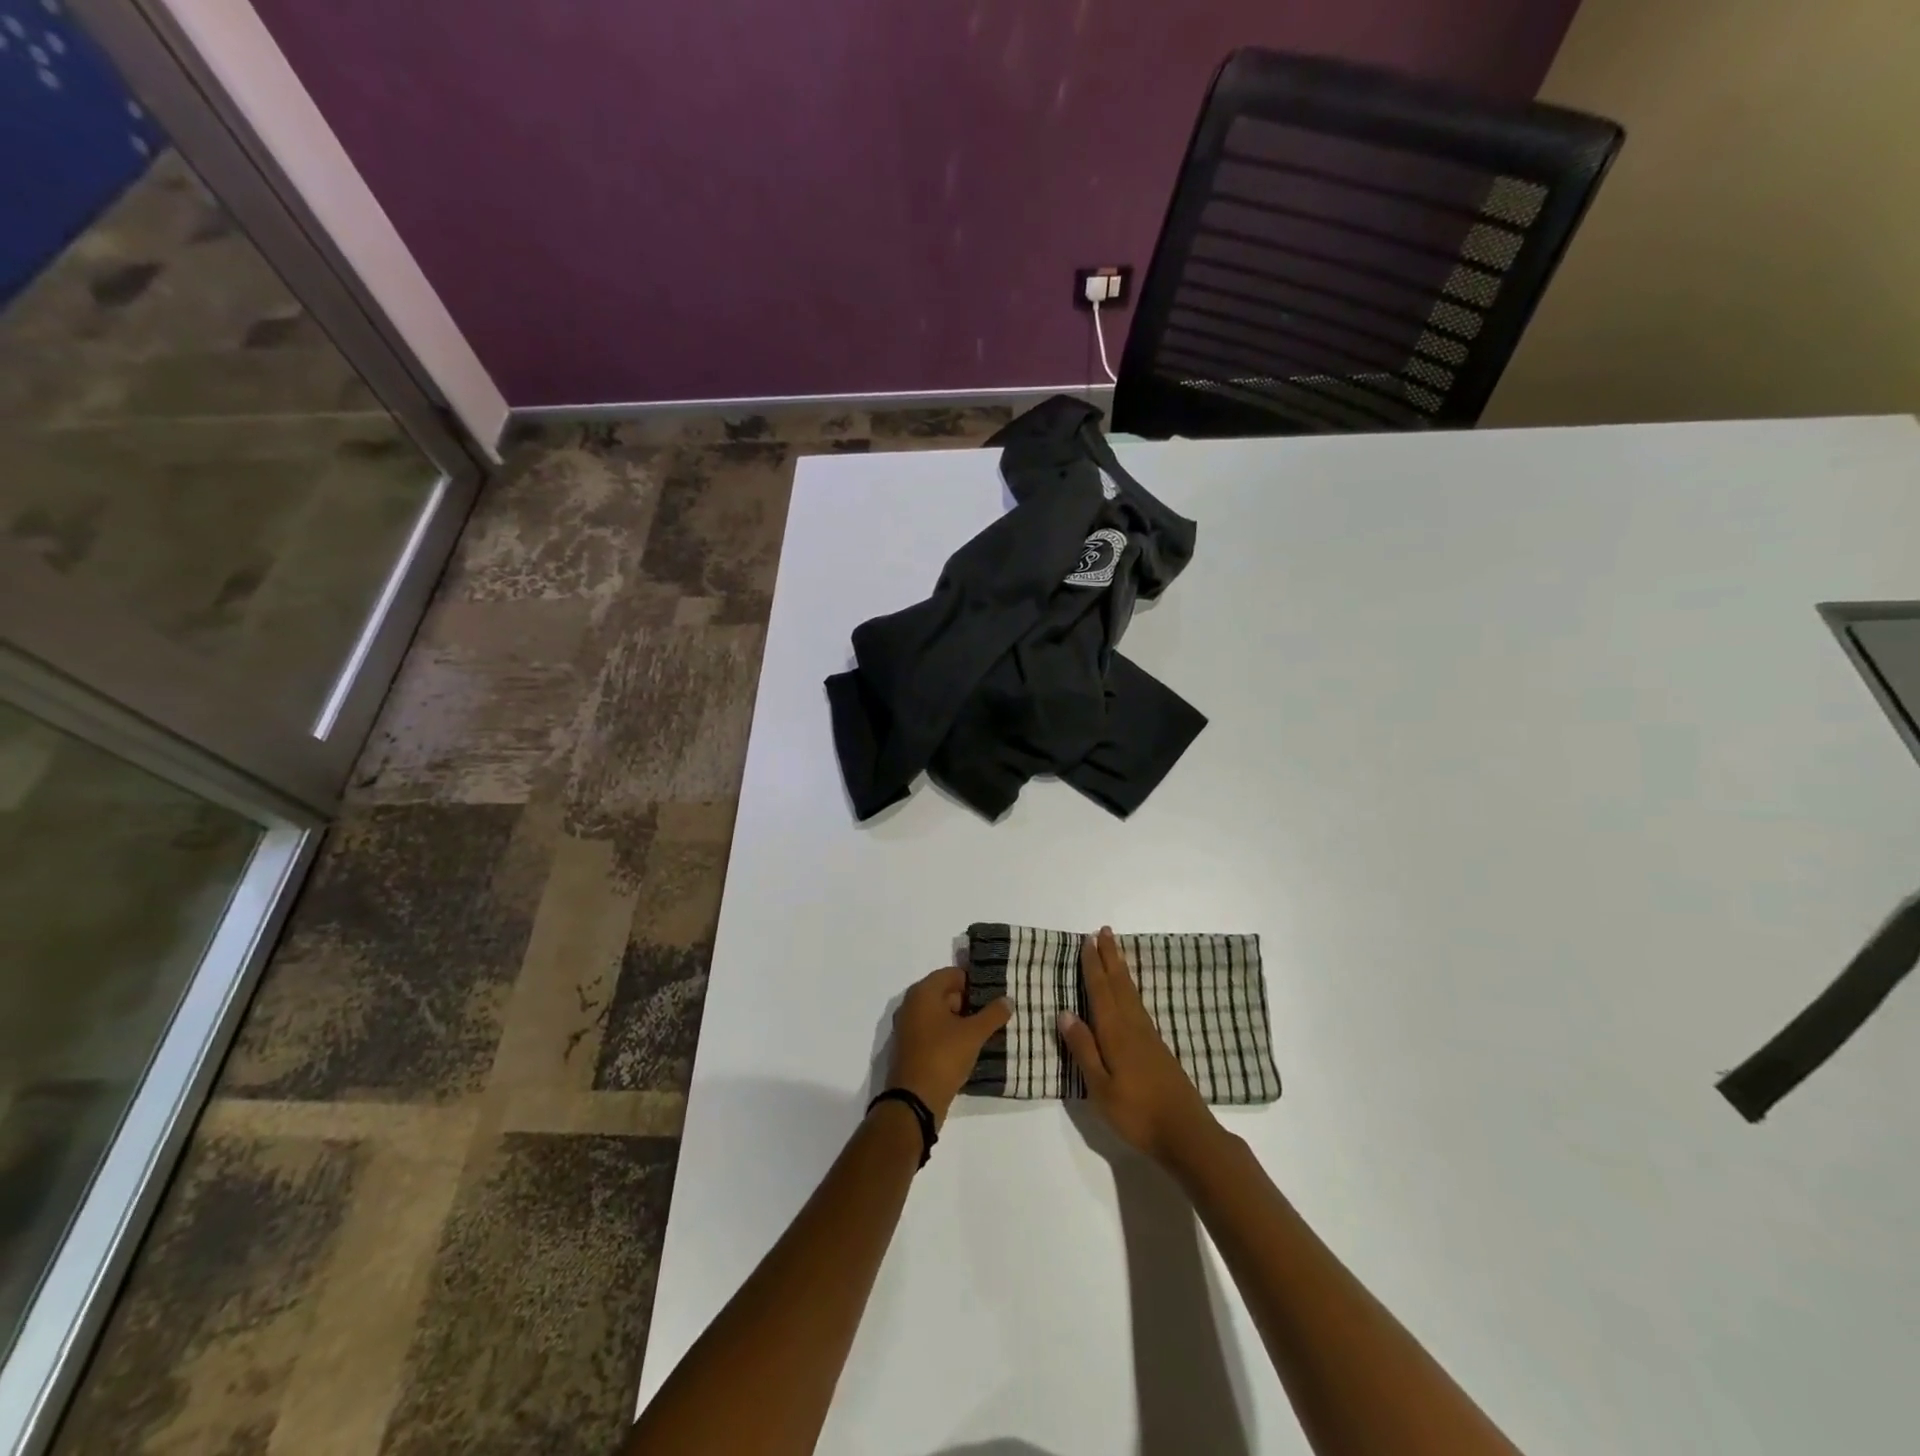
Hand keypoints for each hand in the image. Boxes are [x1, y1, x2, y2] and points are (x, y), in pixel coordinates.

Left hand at [886, 967, 1011, 1126]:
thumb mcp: (973, 1034)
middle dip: (970, 1002)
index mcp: (923, 993)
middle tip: (995, 1013)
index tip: (995, 993)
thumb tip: (1008, 999)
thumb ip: (992, 1014)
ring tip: (987, 1030)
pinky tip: (970, 1046)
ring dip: (962, 1020)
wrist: (914, 1101)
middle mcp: (912, 1004)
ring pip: (940, 1014)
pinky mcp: (911, 1047)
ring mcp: (909, 1027)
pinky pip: (934, 1031)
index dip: (975, 982)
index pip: (953, 974)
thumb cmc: (943, 1057)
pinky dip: (950, 1034)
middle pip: (946, 993)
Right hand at [1059, 927, 1219, 1165]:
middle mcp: (1133, 1027)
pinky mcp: (1158, 1048)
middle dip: (1110, 957)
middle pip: (1119, 984)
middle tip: (1104, 931)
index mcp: (1115, 1033)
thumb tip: (1065, 1013)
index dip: (1093, 965)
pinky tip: (1130, 993)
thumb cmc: (1136, 1113)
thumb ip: (1083, 1049)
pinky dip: (1131, 989)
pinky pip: (1139, 1005)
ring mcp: (1149, 1036)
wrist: (1187, 1134)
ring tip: (1115, 951)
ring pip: (1131, 992)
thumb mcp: (1100, 1088)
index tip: (1088, 940)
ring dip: (1121, 969)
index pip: (1101, 991)